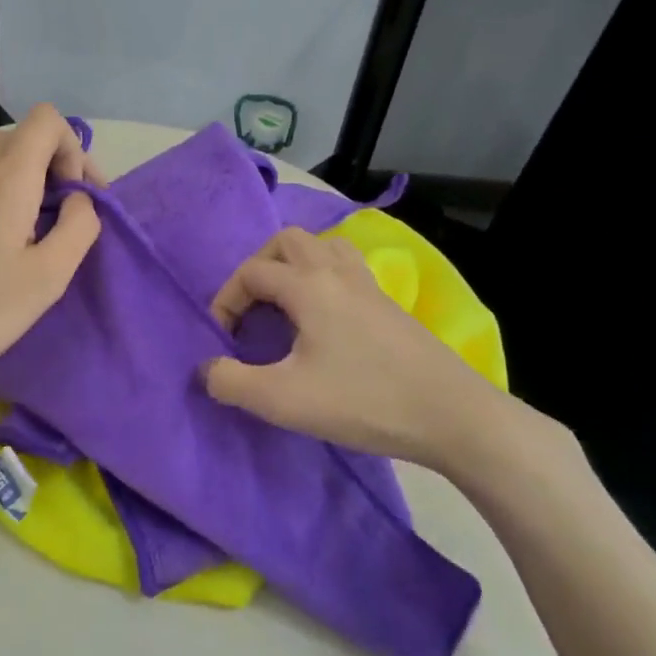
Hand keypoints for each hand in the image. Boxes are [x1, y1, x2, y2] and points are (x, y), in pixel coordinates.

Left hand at [0, 105, 101, 400]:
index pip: (47, 119)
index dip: (74, 149)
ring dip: (18, 174)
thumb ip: (79, 226)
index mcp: (6, 175)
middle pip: (20, 134)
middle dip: (51, 162)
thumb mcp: (49, 277)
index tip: (76, 196)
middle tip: (61, 211)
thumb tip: (78, 199)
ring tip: (25, 223)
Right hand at [201, 227, 506, 468]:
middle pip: (288, 242)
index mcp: (308, 286)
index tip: (223, 338)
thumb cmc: (362, 401)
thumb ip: (232, 382)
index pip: (251, 273)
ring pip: (323, 248)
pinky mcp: (389, 304)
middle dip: (259, 267)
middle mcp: (336, 273)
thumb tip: (206, 369)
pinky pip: (347, 268)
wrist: (450, 414)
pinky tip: (326, 316)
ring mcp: (368, 286)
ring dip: (295, 265)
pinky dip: (324, 276)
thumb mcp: (284, 400)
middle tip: (251, 307)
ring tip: (286, 303)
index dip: (226, 300)